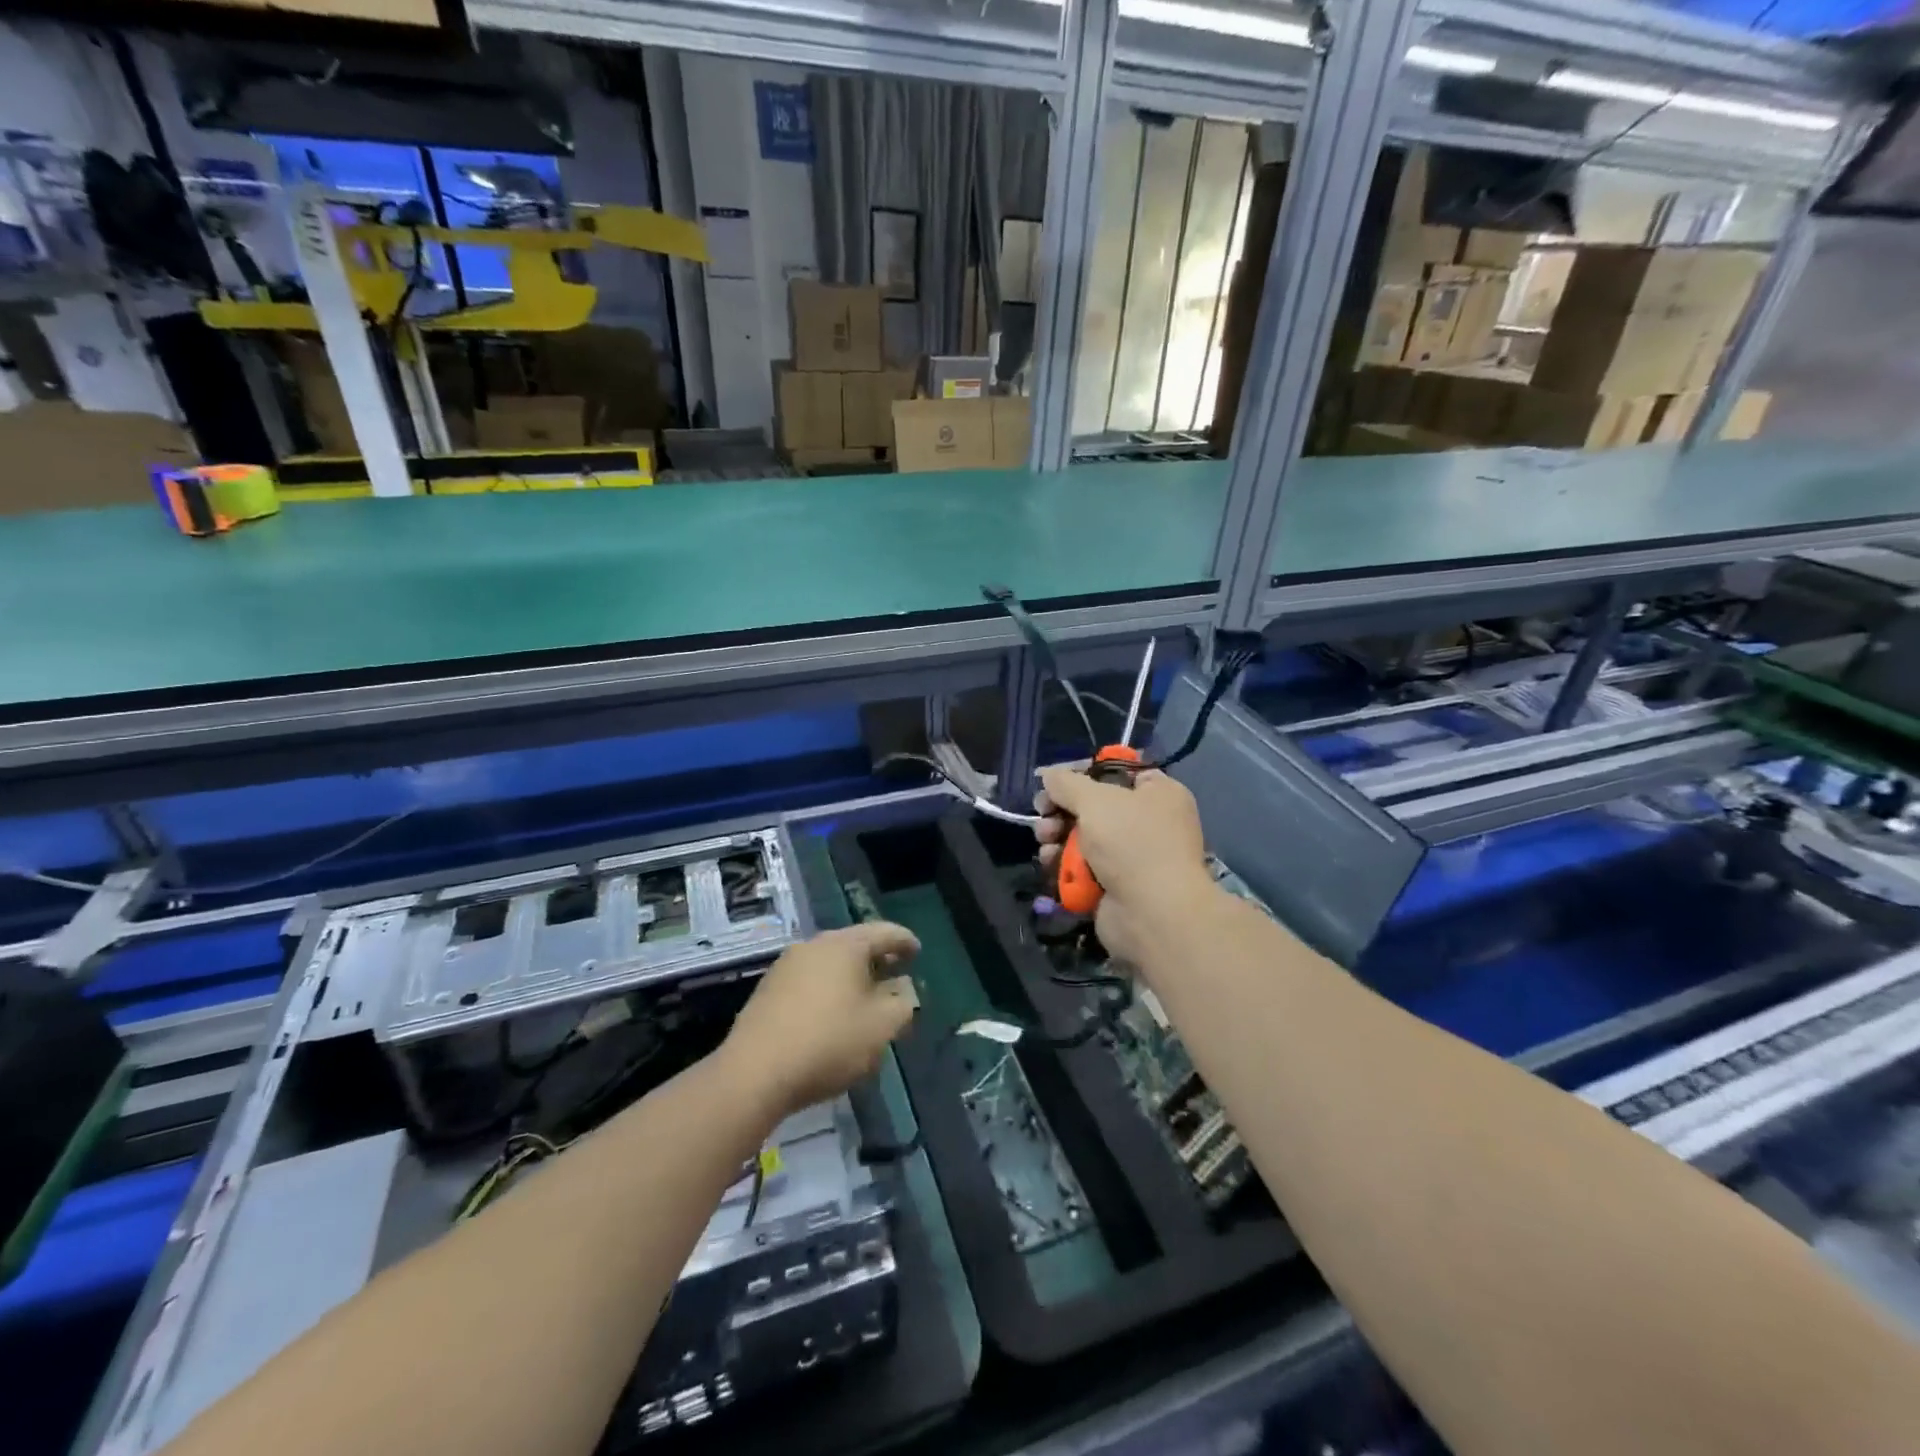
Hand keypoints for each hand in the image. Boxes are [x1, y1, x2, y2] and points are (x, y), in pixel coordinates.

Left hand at [721, 923, 919, 1119]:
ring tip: (866, 999)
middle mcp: (814, 945)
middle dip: (878, 959)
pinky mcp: (767, 990)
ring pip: (830, 963)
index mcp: (845, 945)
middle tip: (896, 975)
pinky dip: (829, 989)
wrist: (754, 1073)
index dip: (905, 941)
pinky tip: (833, 1015)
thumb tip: (903, 988)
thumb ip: (903, 1003)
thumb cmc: (828, 1042)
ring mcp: (786, 966)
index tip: (918, 952)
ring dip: (852, 976)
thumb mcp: (882, 1026)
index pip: (885, 932)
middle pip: (855, 944)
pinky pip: (810, 980)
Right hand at [1035, 765, 1214, 964]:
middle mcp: (1148, 823)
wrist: (1153, 913)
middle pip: (1093, 807)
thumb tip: (1047, 774)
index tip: (1054, 781)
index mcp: (1159, 794)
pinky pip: (1083, 868)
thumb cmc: (1132, 843)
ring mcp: (1132, 857)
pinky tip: (1050, 863)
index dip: (1084, 773)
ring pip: (1083, 839)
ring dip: (1057, 837)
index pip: (1118, 772)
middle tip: (1043, 813)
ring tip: (1045, 841)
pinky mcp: (1115, 886)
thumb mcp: (1096, 800)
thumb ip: (1066, 783)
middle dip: (1061, 810)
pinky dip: (1065, 865)